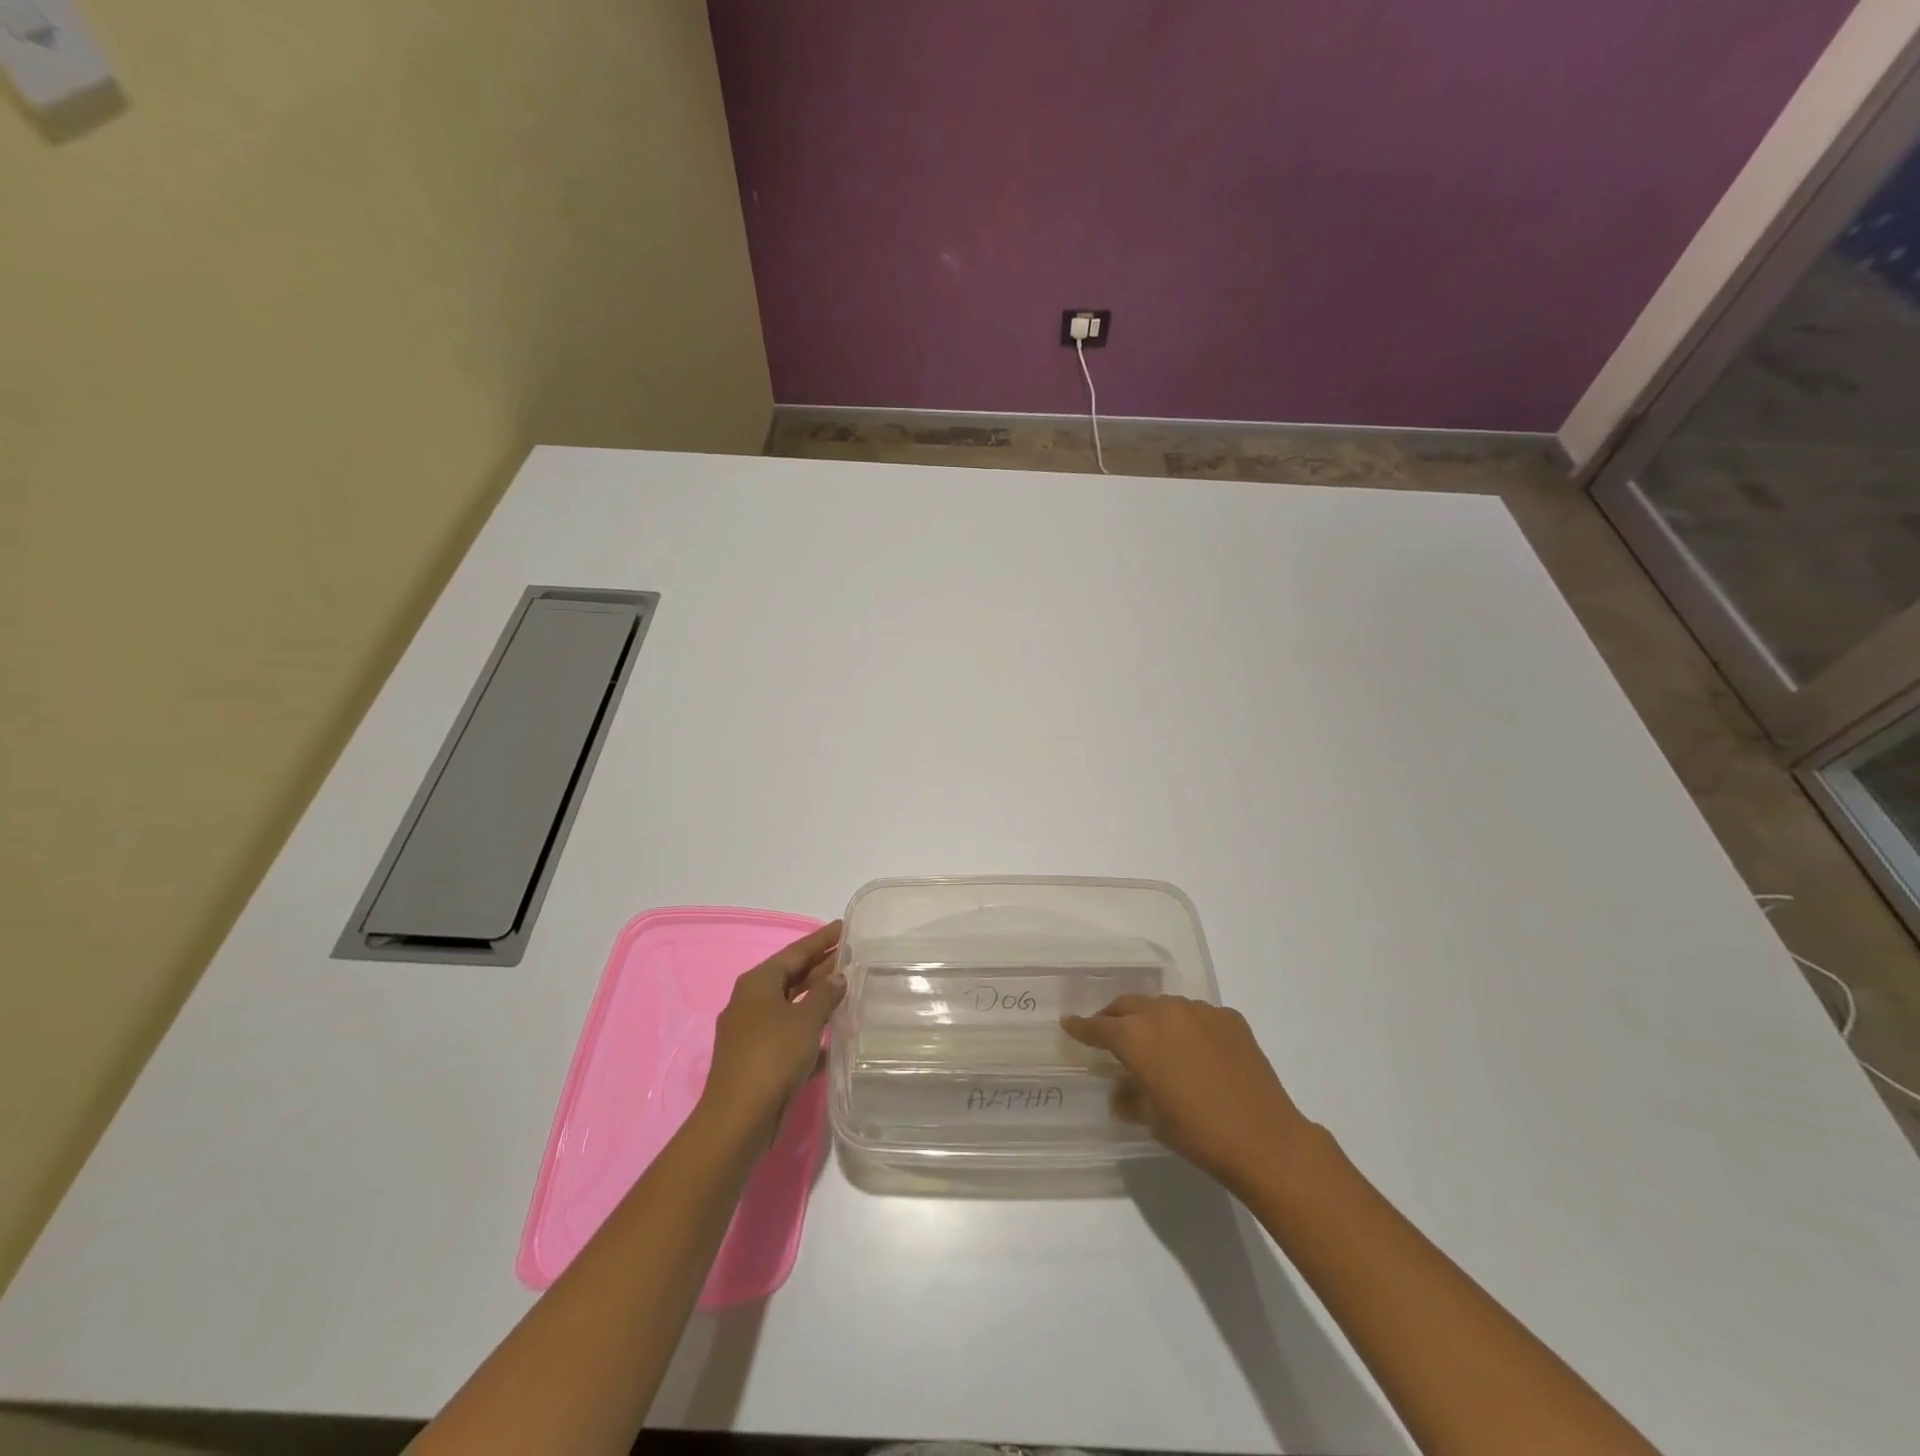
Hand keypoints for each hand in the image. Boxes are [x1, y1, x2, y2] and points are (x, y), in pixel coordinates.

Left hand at [698, 920, 845, 1143]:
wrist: (739, 1118)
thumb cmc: (772, 1056)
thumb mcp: (805, 1019)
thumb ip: (825, 994)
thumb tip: (838, 976)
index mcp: (758, 982)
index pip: (796, 951)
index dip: (821, 939)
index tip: (844, 927)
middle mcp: (752, 1001)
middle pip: (793, 976)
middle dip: (822, 967)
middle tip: (853, 955)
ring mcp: (753, 1031)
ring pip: (792, 1006)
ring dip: (819, 999)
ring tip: (850, 989)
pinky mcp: (759, 1059)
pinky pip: (791, 1034)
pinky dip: (811, 1031)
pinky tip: (837, 1034)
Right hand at [1062, 994, 1313, 1189]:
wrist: (1265, 1139)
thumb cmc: (1198, 1133)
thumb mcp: (1152, 1119)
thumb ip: (1129, 1097)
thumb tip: (1120, 1092)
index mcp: (1137, 1036)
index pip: (1099, 1026)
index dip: (1081, 1027)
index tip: (1069, 1023)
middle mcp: (1164, 1012)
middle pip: (1128, 1006)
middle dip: (1114, 1017)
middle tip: (1108, 1032)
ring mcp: (1199, 1011)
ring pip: (1164, 1007)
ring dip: (1152, 1020)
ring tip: (1155, 1042)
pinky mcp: (1229, 1018)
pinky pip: (1197, 1016)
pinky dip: (1187, 1028)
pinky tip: (1196, 1052)